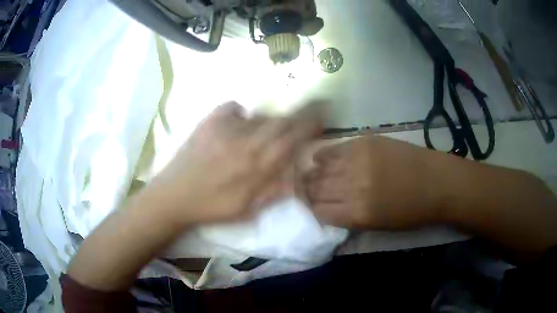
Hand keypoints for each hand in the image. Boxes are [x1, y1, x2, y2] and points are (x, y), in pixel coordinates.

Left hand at [145, 102, 321, 225]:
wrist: (174, 197)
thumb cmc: (211, 208)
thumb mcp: (246, 210)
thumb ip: (273, 193)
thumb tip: (296, 178)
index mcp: (256, 166)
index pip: (291, 139)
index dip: (309, 124)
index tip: (321, 115)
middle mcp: (245, 142)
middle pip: (280, 120)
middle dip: (299, 113)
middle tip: (309, 109)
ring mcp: (225, 129)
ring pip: (259, 117)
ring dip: (270, 121)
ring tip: (264, 132)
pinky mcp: (208, 123)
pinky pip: (233, 108)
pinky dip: (240, 113)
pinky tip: (237, 124)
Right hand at [305, 135, 443, 229]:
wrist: (436, 183)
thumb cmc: (410, 212)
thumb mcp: (376, 226)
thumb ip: (347, 218)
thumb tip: (324, 208)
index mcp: (357, 213)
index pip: (318, 211)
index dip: (312, 209)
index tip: (311, 207)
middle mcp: (353, 186)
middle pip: (316, 188)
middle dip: (308, 191)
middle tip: (305, 191)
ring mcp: (358, 160)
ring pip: (320, 168)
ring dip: (313, 174)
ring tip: (311, 175)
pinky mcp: (364, 142)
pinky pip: (334, 149)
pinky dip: (324, 156)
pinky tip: (321, 159)